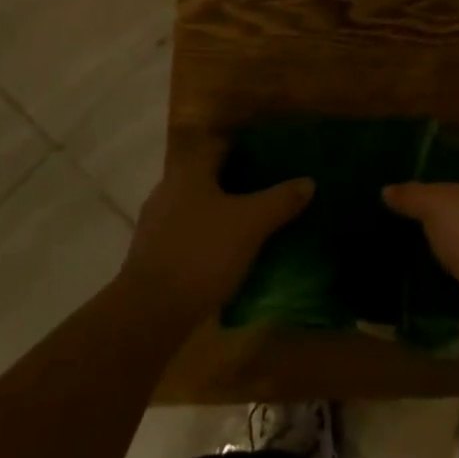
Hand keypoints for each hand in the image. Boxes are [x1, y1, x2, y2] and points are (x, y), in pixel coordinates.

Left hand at [116, 138, 313, 323]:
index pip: (222, 145)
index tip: (274, 156)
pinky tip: (227, 253)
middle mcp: (168, 188)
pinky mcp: (152, 254)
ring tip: (254, 223)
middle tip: (271, 190)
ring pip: (198, 206)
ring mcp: (156, 222)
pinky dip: (208, 236)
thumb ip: (280, 200)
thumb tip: (309, 181)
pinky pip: (188, 233)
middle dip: (239, 182)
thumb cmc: (202, 253)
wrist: (149, 312)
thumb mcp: (250, 224)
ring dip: (223, 211)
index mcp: (189, 171)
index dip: (249, 147)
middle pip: (210, 176)